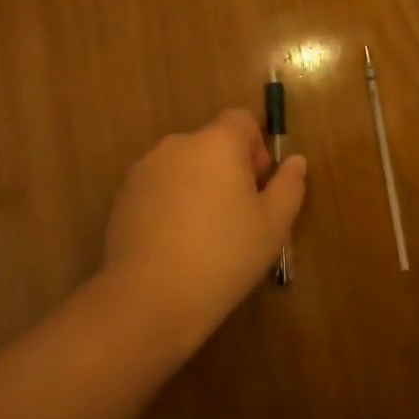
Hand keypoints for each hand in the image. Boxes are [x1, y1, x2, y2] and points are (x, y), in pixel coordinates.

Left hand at [100, 109, 306, 359]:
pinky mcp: (123, 197)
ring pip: (184, 166)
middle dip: (228, 169)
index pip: (242, 120)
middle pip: (212, 143)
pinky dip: (171, 204)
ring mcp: (145, 170)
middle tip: (237, 216)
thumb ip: (288, 185)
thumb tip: (295, 161)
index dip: (256, 148)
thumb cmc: (223, 256)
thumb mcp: (273, 225)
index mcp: (217, 143)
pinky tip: (175, 244)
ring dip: (198, 186)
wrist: (149, 298)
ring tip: (204, 235)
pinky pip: (159, 188)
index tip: (258, 187)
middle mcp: (178, 145)